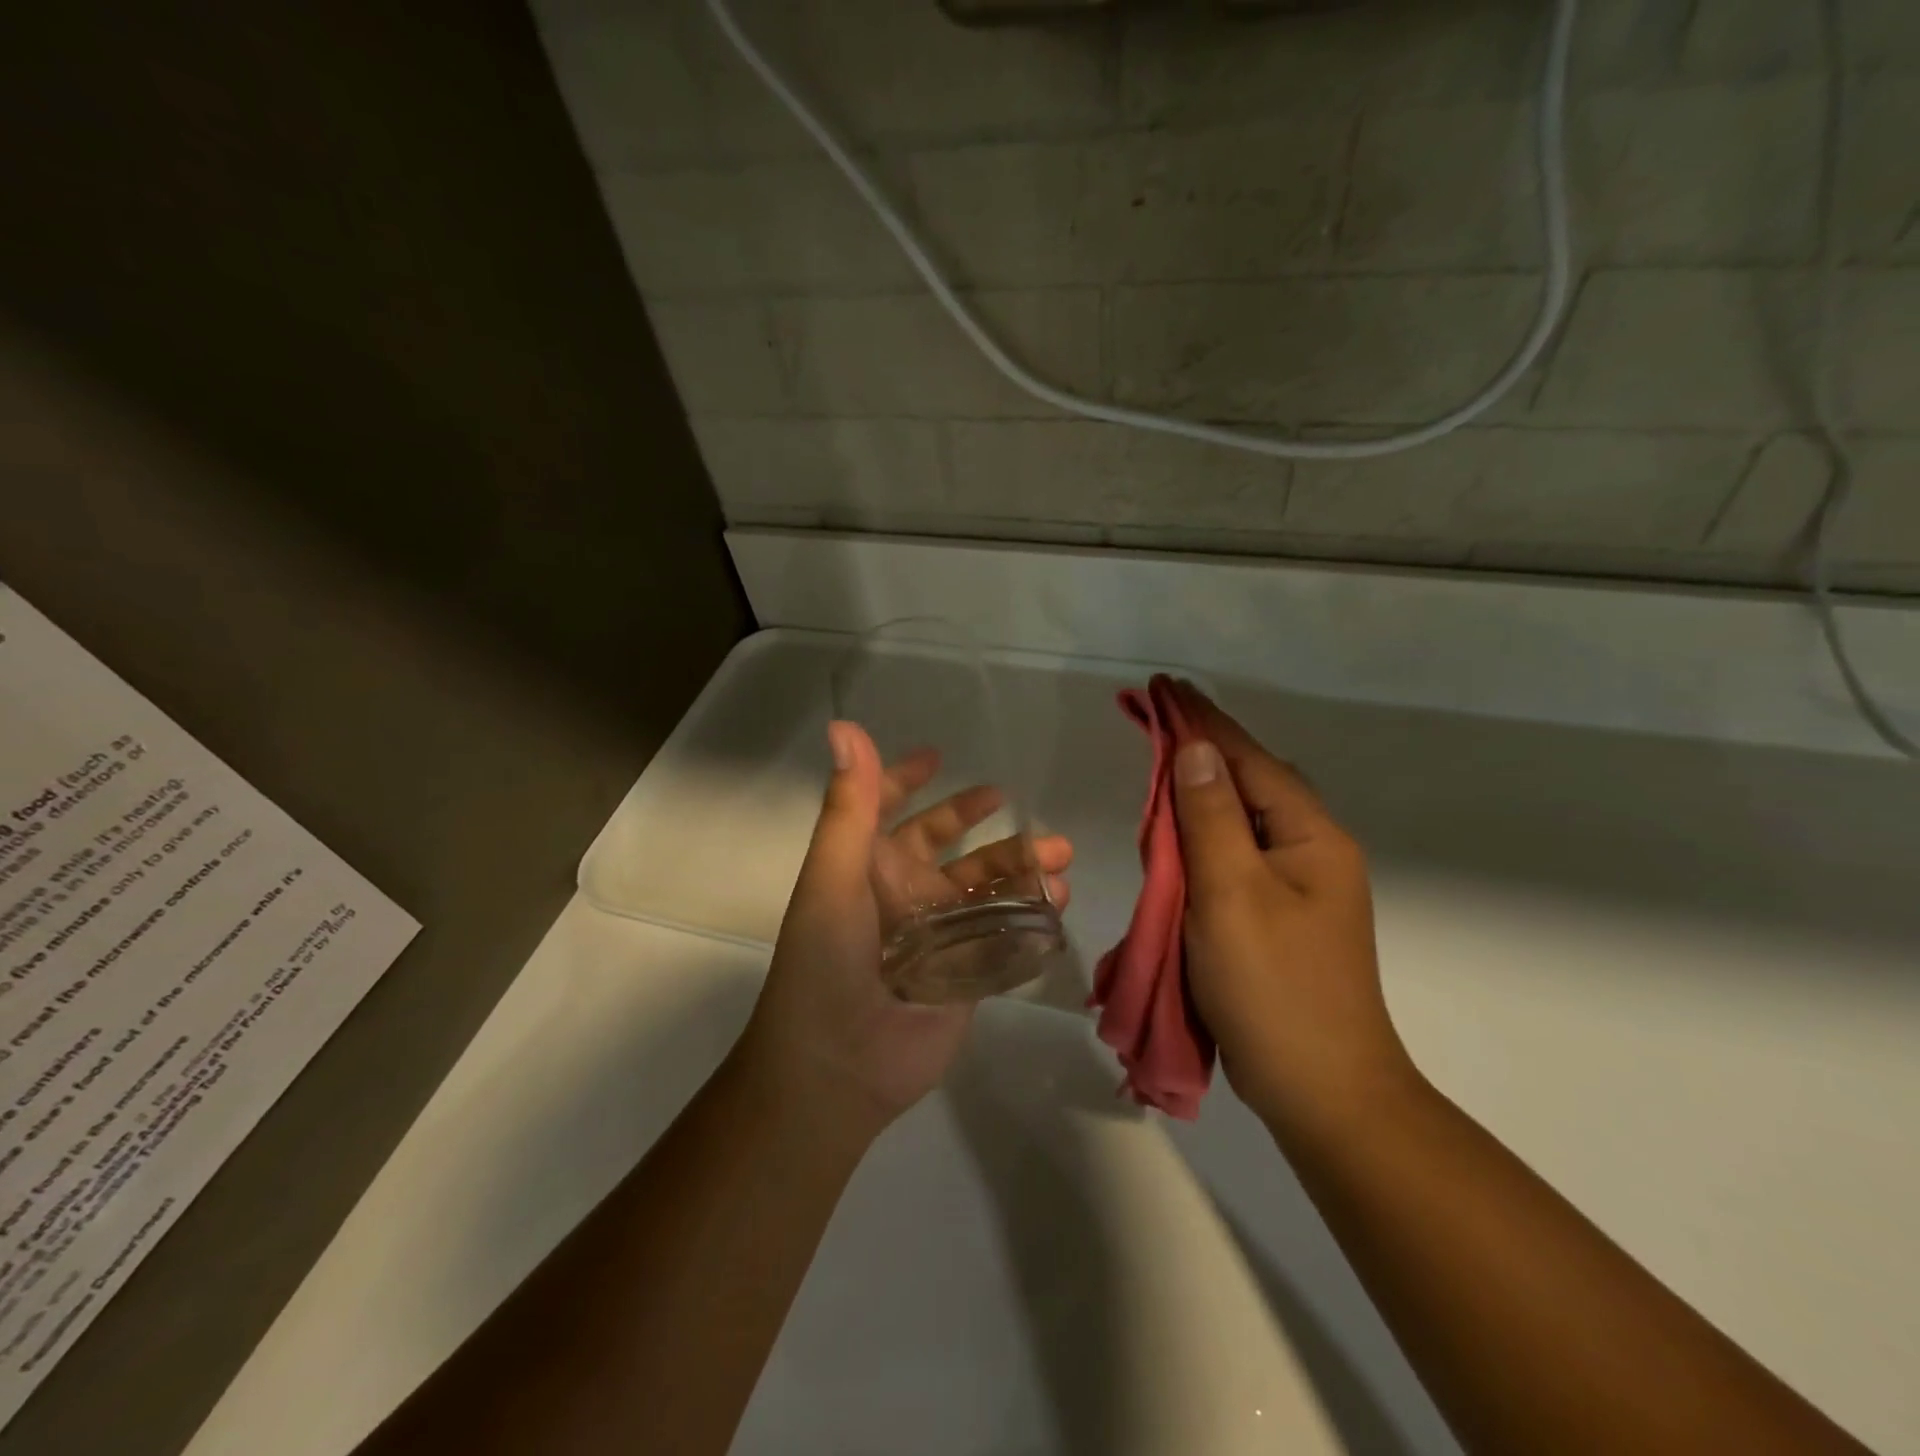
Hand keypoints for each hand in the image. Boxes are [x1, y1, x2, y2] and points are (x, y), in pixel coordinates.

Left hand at [737, 721, 1072, 1137]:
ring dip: (1020, 866)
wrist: (838, 1066)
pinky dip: (1033, 914)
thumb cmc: (825, 961)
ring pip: (986, 886)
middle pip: (949, 845)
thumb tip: (844, 726)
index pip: (887, 810)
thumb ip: (848, 807)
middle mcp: (903, 894)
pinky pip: (1005, 932)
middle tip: (1018, 806)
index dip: (905, 780)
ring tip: (1059, 855)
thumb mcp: (832, 877)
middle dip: (982, 822)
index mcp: (867, 867)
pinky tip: (1058, 901)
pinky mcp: (968, 971)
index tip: (938, 757)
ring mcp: (939, 934)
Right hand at [1165, 681, 1415, 1138]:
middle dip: (1201, 748)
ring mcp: (1300, 886)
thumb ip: (1210, 818)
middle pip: (1250, 781)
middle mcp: (1312, 850)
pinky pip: (1237, 854)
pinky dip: (1204, 835)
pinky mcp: (1281, 915)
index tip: (1163, 685)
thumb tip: (1193, 750)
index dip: (1202, 720)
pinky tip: (1181, 836)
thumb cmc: (1274, 988)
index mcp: (1310, 836)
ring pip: (1243, 818)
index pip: (1247, 759)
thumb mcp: (1231, 894)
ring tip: (1160, 766)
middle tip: (1154, 721)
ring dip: (1200, 792)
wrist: (1324, 1092)